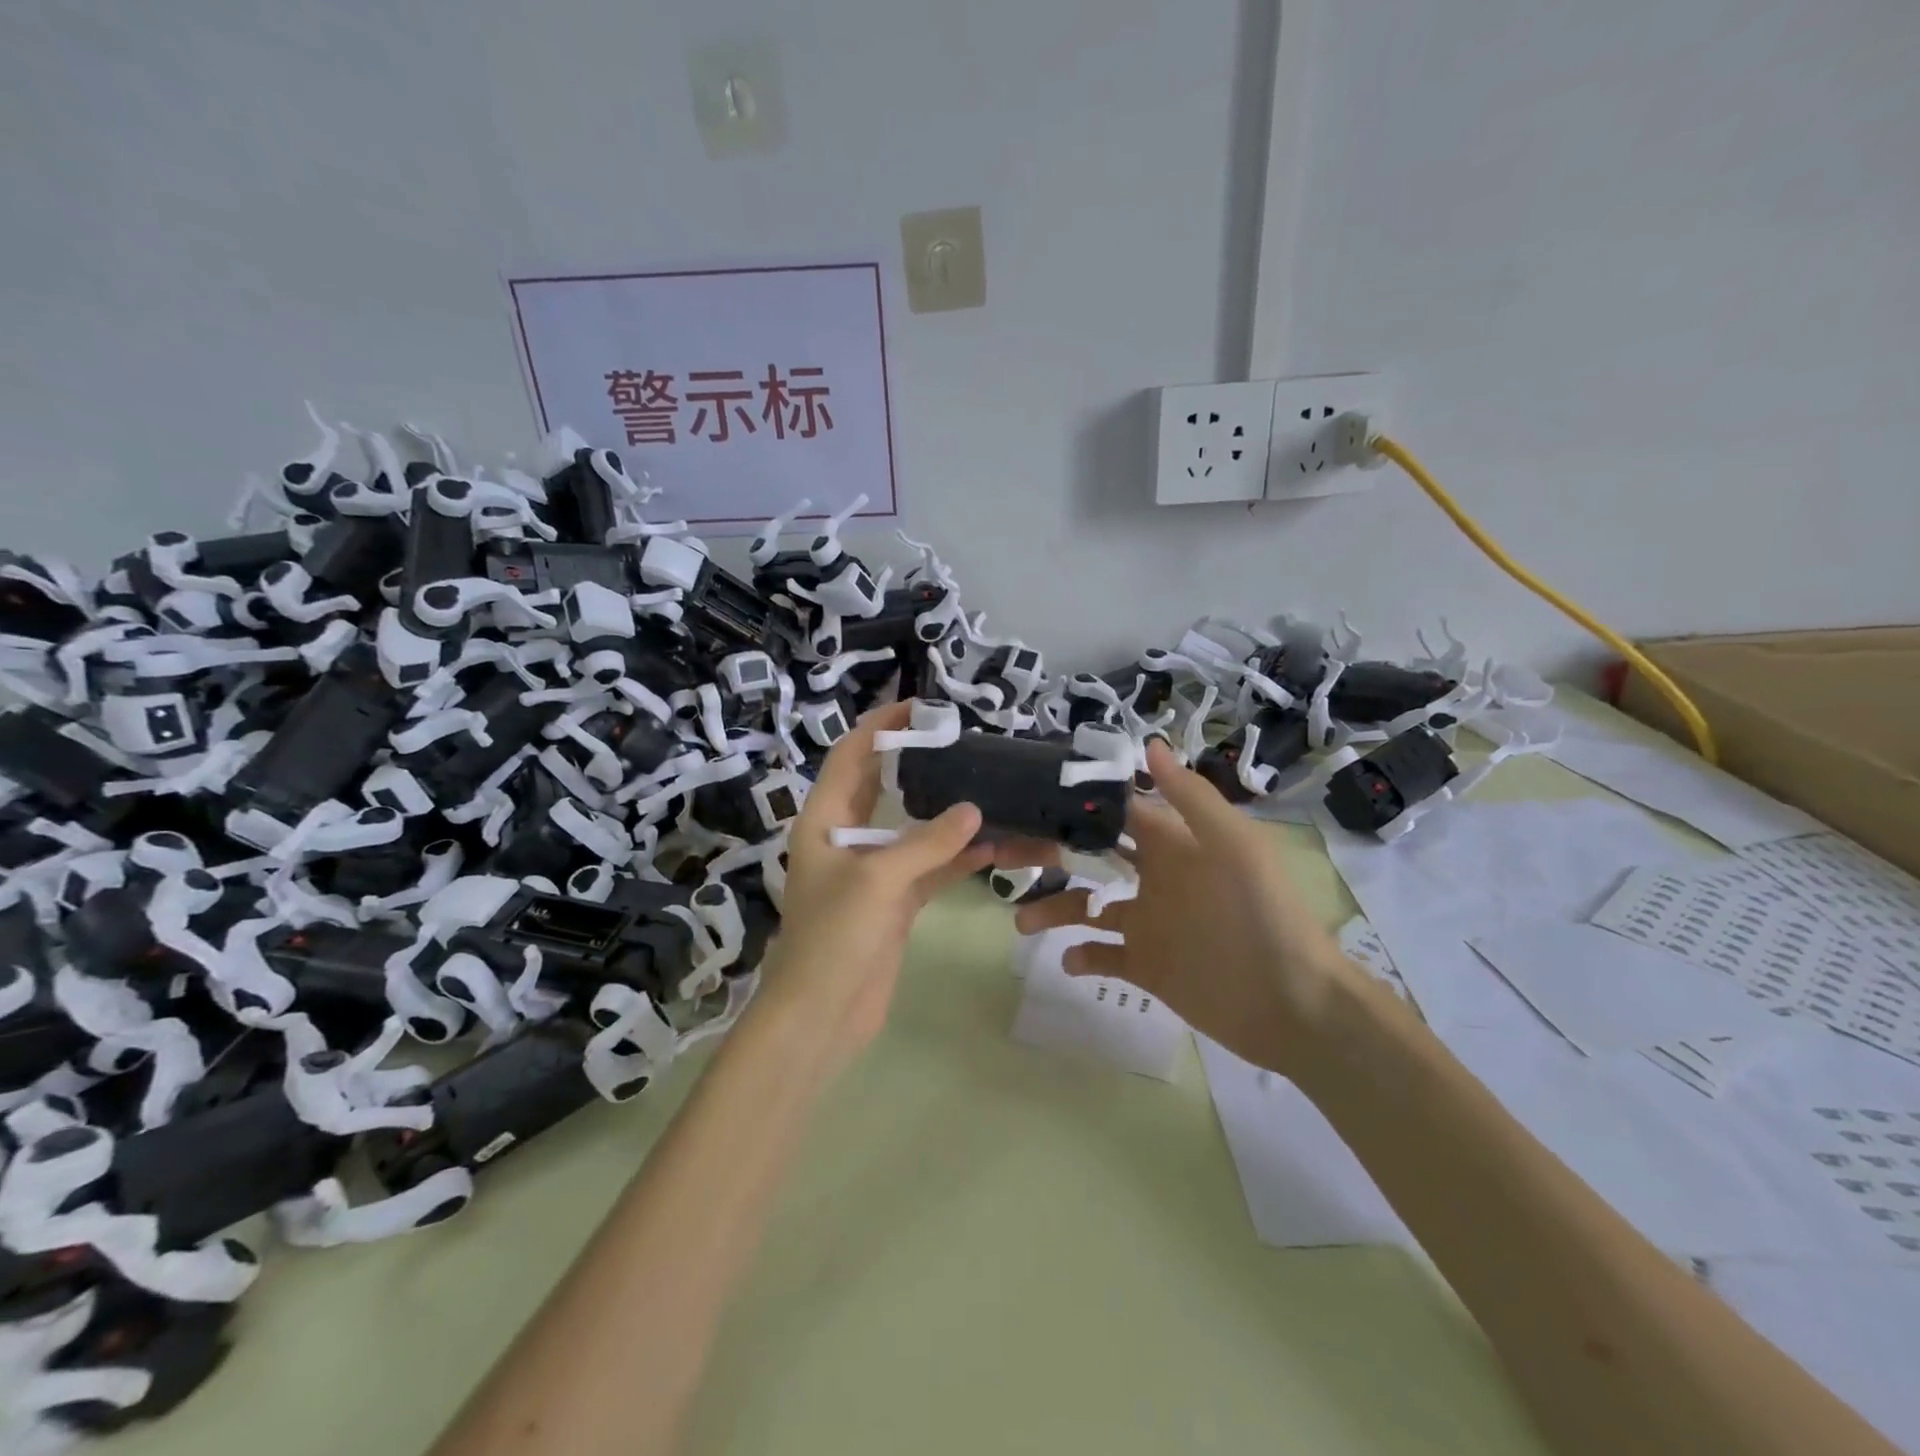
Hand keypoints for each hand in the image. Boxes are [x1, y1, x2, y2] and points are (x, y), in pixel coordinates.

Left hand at [752, 700, 992, 1069]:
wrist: (822, 1017)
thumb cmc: (834, 939)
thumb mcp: (877, 882)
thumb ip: (926, 843)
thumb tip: (975, 810)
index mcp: (824, 822)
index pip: (850, 757)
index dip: (879, 727)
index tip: (918, 706)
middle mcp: (847, 840)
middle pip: (884, 787)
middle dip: (919, 763)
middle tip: (963, 742)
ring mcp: (873, 872)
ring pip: (915, 829)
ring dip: (950, 815)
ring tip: (991, 788)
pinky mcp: (895, 902)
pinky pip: (931, 868)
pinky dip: (959, 857)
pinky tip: (997, 845)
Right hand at [1014, 738, 1357, 1073]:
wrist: (1292, 1004)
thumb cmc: (1260, 915)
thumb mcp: (1233, 846)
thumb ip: (1190, 797)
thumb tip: (1148, 743)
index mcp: (1172, 845)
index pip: (1117, 813)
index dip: (1078, 803)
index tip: (1030, 796)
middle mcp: (1154, 879)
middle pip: (1090, 857)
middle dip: (1050, 854)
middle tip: (1003, 857)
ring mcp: (1147, 924)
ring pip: (1087, 907)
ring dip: (1053, 909)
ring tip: (1022, 922)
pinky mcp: (1147, 966)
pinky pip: (1103, 956)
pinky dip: (1082, 956)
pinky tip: (1068, 958)